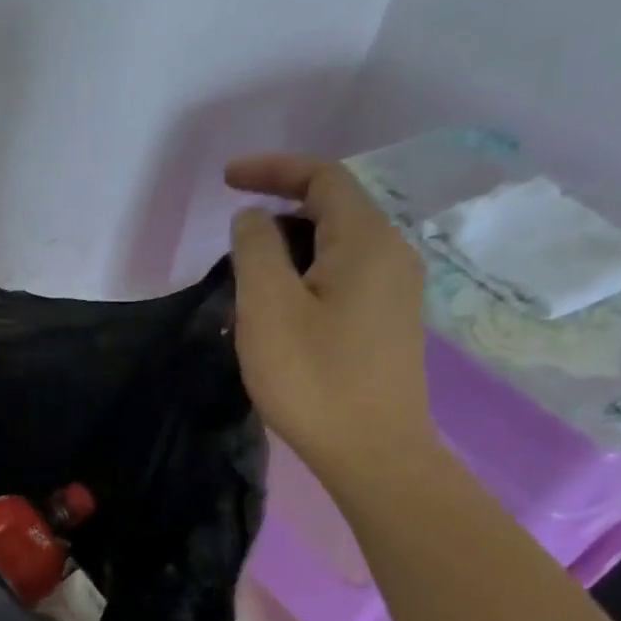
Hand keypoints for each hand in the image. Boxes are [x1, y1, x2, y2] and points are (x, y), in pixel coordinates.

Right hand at [225, 153, 434, 485]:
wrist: (373, 452)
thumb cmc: (314, 378)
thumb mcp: (268, 308)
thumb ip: (256, 249)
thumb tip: (254, 219)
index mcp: (366, 240)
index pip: (323, 177)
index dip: (272, 169)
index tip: (226, 179)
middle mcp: (391, 254)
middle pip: (332, 208)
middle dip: (278, 210)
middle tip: (231, 242)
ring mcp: (395, 290)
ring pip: (335, 246)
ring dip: (288, 248)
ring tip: (246, 280)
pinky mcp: (387, 322)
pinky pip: (342, 277)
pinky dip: (305, 275)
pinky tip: (278, 310)